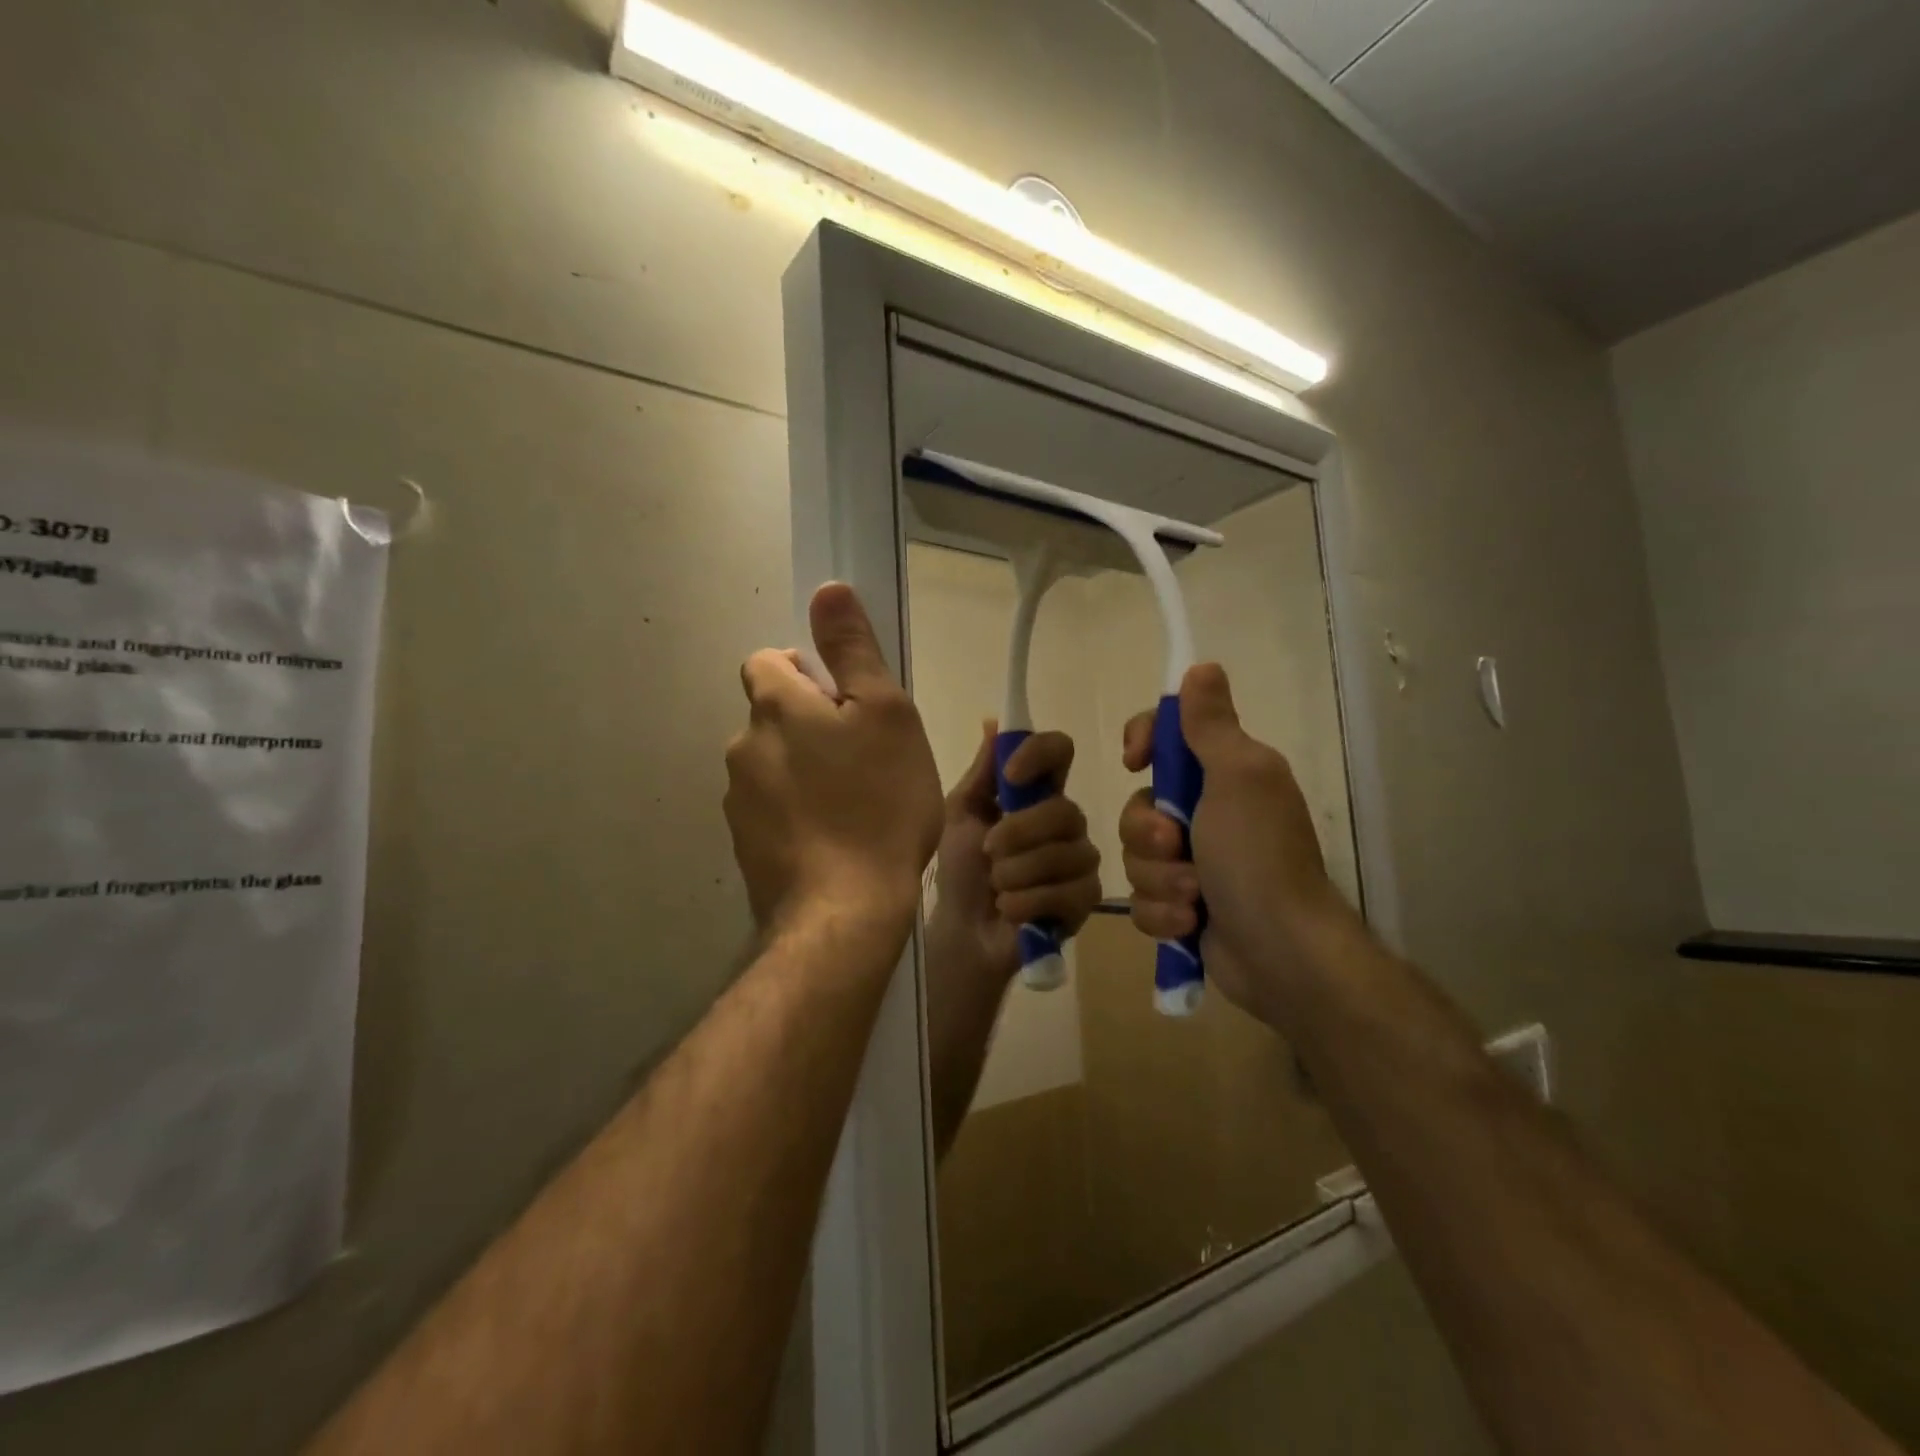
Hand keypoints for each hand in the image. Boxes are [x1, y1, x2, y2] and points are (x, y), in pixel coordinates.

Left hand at [724, 583, 942, 936]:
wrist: (845, 910)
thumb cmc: (879, 803)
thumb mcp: (886, 714)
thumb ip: (853, 649)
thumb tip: (827, 588)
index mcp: (775, 706)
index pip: (769, 661)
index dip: (808, 672)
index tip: (847, 705)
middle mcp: (743, 746)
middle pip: (772, 716)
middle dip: (809, 725)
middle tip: (863, 759)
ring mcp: (738, 801)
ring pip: (772, 765)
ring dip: (803, 771)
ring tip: (852, 806)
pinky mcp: (744, 846)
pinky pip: (771, 810)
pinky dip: (795, 814)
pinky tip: (832, 841)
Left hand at [929, 722, 1102, 981]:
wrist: (962, 930)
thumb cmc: (959, 868)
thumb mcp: (960, 815)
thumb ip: (982, 773)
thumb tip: (993, 722)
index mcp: (1036, 793)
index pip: (1060, 751)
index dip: (1041, 754)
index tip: (1011, 774)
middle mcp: (1065, 821)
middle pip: (1065, 809)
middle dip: (1018, 834)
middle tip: (989, 852)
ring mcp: (1080, 859)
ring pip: (1066, 853)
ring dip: (1016, 873)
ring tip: (996, 886)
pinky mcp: (1085, 899)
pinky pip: (1067, 891)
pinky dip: (1026, 902)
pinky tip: (1009, 909)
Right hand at [1118, 663, 1351, 1025]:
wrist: (1280, 954)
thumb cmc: (1258, 857)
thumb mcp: (1238, 778)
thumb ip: (1212, 725)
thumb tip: (1202, 667)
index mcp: (1225, 775)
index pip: (1167, 738)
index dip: (1144, 742)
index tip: (1135, 761)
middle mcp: (1207, 814)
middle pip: (1138, 804)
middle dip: (1148, 832)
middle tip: (1177, 847)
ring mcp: (1193, 864)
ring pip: (1136, 856)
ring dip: (1159, 878)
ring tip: (1193, 898)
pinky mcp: (1182, 907)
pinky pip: (1143, 899)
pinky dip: (1163, 913)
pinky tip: (1190, 924)